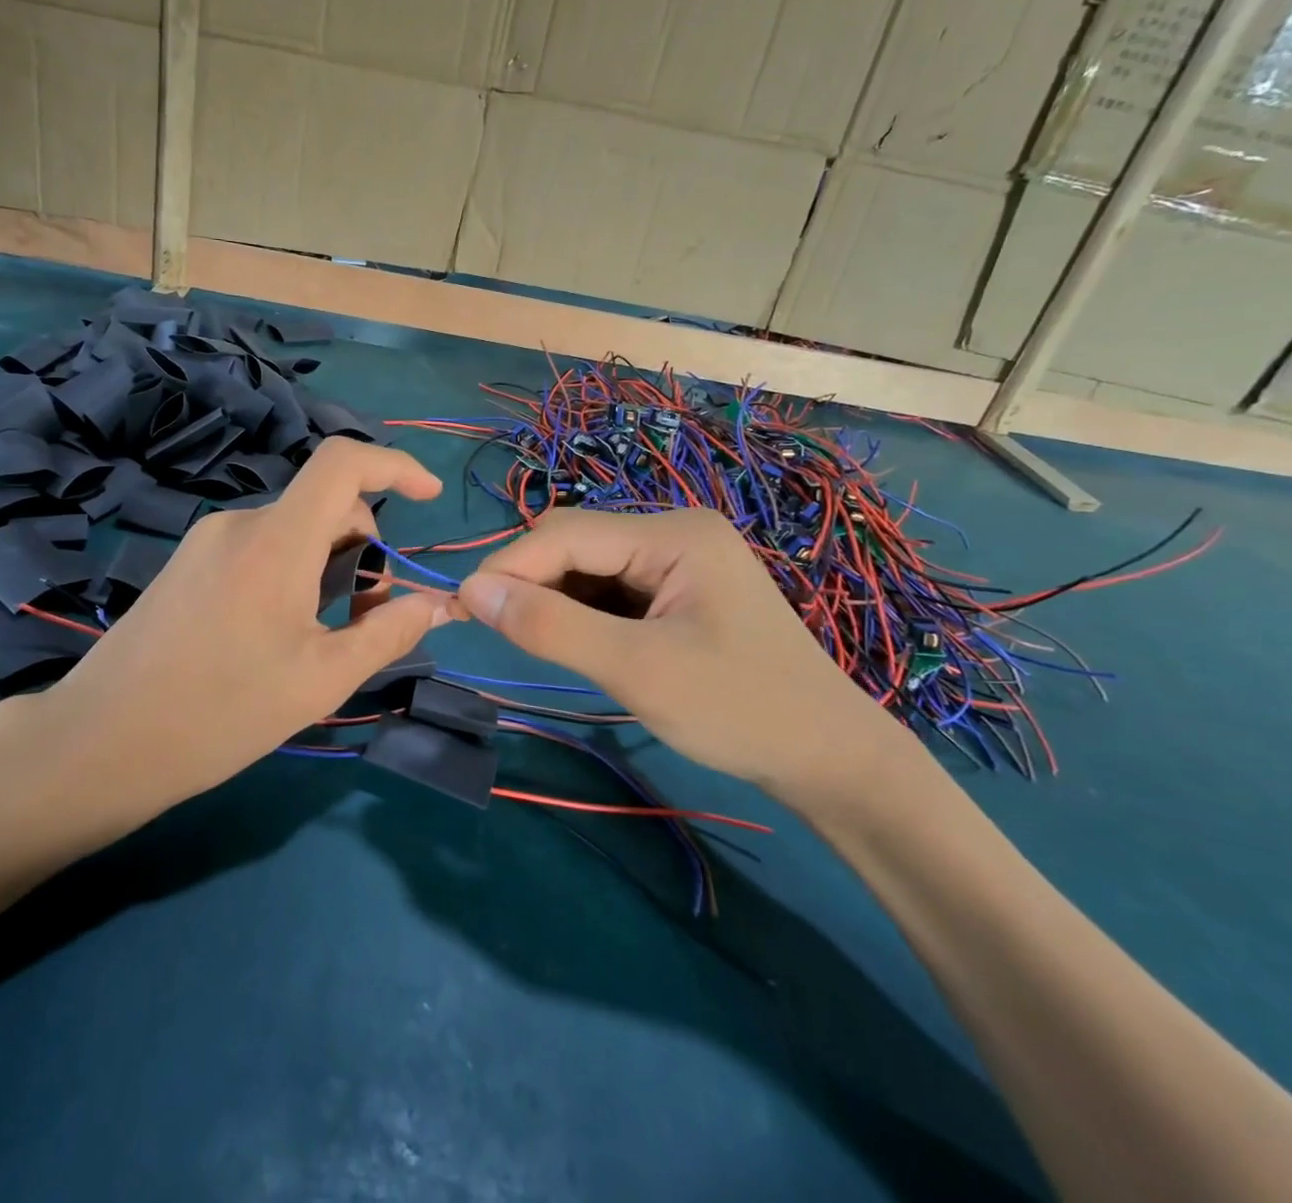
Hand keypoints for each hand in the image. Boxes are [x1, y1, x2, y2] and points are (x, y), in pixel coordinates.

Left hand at [0, 438, 454, 839]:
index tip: (429, 497)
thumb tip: (437, 604)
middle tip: (367, 618)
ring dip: (328, 566)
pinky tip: (278, 633)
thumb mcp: (321, 679)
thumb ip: (388, 633)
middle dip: (364, 549)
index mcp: (277, 539)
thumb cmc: (220, 713)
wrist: (100, 743)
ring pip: (294, 530)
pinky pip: (260, 547)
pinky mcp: (187, 564)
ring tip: (322, 635)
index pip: (343, 461)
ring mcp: (207, 541)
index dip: (395, 466)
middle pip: (325, 505)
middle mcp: (240, 522)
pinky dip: (293, 572)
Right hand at [456, 508, 895, 800]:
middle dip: (530, 580)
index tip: (461, 608)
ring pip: (590, 565)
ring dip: (555, 597)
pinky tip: (576, 640)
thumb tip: (472, 589)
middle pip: (576, 542)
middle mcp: (675, 531)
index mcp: (673, 533)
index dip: (508, 567)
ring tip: (532, 639)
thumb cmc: (739, 711)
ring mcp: (681, 560)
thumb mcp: (636, 670)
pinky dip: (583, 611)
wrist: (831, 760)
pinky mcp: (682, 590)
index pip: (565, 534)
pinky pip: (613, 587)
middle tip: (493, 628)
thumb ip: (551, 626)